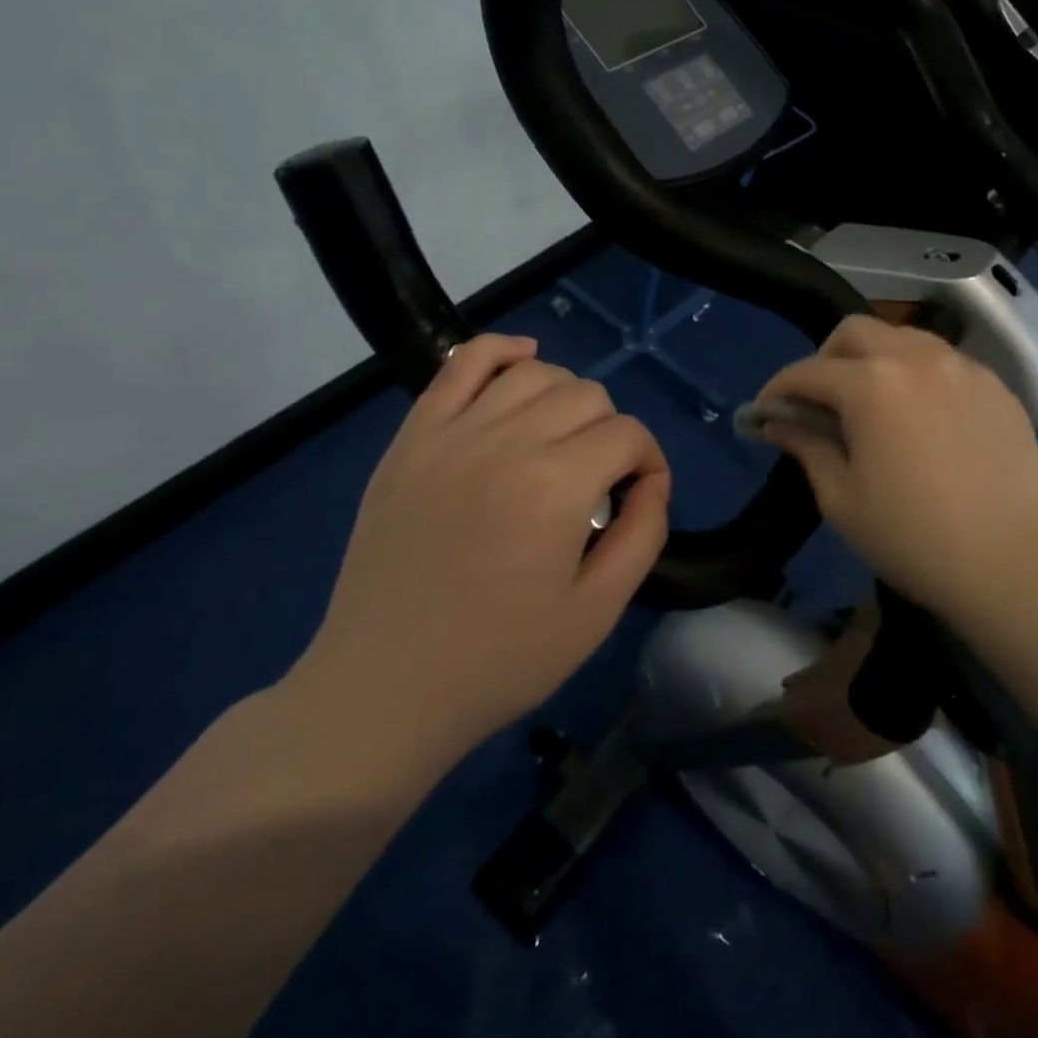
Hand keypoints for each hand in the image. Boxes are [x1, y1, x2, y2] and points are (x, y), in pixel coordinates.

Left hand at [291, 335, 670, 773]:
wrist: (384, 687)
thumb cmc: (499, 660)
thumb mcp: (597, 612)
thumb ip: (643, 534)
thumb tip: (653, 482)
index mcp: (555, 486)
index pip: (628, 435)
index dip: (648, 461)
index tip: (640, 496)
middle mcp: (506, 441)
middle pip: (587, 396)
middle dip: (611, 431)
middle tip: (600, 480)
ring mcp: (452, 433)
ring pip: (535, 373)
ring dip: (567, 397)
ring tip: (563, 440)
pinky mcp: (413, 437)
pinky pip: (463, 364)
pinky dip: (502, 350)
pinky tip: (525, 361)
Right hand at [756, 316, 1037, 622]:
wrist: (1013, 564)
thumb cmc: (912, 537)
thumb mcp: (841, 499)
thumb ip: (806, 447)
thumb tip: (778, 423)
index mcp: (871, 383)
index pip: (808, 371)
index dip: (778, 389)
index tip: (764, 411)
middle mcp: (916, 357)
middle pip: (855, 332)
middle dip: (825, 358)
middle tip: (819, 401)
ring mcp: (963, 367)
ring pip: (904, 338)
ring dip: (874, 359)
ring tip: (871, 403)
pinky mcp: (996, 387)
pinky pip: (944, 363)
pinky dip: (918, 375)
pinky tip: (921, 416)